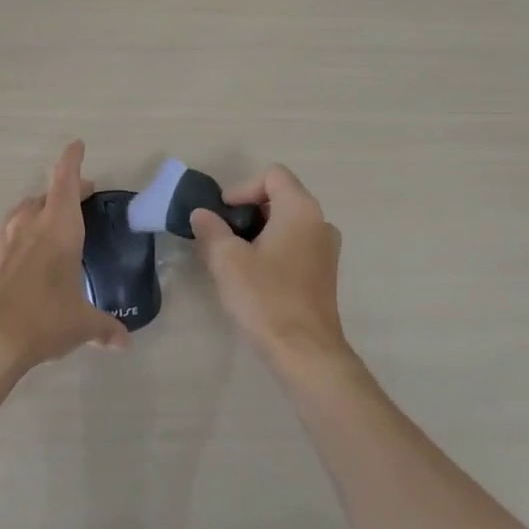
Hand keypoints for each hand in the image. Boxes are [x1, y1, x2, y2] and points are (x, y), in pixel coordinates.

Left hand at [0, 142, 128, 382]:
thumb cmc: (44, 319)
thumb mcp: (80, 324)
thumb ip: (104, 327)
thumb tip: (124, 343)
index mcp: (58, 227)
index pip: (65, 180)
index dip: (72, 160)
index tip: (77, 145)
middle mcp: (29, 224)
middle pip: (46, 195)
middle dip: (64, 192)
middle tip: (80, 198)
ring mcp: (3, 239)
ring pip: (23, 213)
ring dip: (39, 212)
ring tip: (52, 225)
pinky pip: (8, 236)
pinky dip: (21, 236)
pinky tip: (26, 256)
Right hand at [191, 165, 347, 368]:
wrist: (305, 353)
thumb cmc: (265, 297)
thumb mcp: (226, 260)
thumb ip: (211, 229)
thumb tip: (202, 214)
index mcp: (300, 210)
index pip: (272, 175)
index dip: (242, 188)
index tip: (222, 214)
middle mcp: (320, 222)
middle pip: (281, 197)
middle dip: (247, 211)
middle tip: (221, 234)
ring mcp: (326, 250)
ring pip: (287, 224)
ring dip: (259, 232)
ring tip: (233, 256)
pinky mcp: (324, 274)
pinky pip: (296, 245)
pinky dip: (273, 249)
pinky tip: (253, 275)